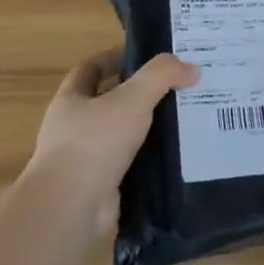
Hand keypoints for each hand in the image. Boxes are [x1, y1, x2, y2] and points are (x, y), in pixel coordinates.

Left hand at [30, 52, 199, 240]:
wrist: (71, 208)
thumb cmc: (94, 142)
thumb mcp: (133, 97)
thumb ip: (162, 76)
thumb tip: (192, 68)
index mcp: (70, 101)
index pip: (89, 70)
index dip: (113, 59)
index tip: (144, 56)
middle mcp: (72, 129)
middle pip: (107, 103)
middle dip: (138, 95)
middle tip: (175, 87)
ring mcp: (85, 161)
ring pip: (122, 135)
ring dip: (147, 128)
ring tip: (183, 118)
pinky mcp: (101, 187)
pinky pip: (130, 165)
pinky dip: (150, 159)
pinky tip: (176, 154)